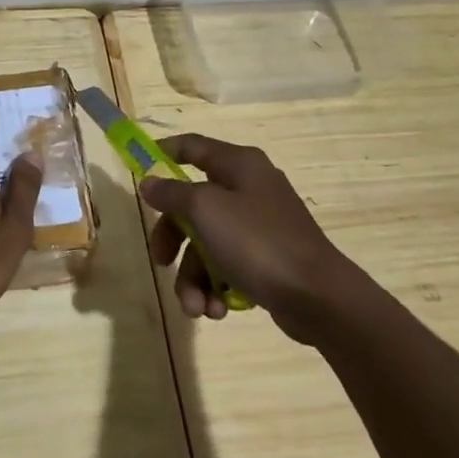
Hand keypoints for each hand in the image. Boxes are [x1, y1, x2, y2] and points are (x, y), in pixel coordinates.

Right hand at [140, 134, 353, 341]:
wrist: (319, 299)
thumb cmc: (258, 242)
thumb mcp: (206, 210)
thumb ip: (172, 193)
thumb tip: (149, 182)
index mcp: (239, 165)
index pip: (191, 146)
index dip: (162, 154)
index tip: (138, 174)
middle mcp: (249, 189)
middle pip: (192, 205)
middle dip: (174, 239)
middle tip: (161, 261)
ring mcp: (259, 226)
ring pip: (206, 243)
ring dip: (194, 277)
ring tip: (197, 307)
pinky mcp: (267, 259)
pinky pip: (227, 266)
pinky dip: (216, 287)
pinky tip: (218, 310)